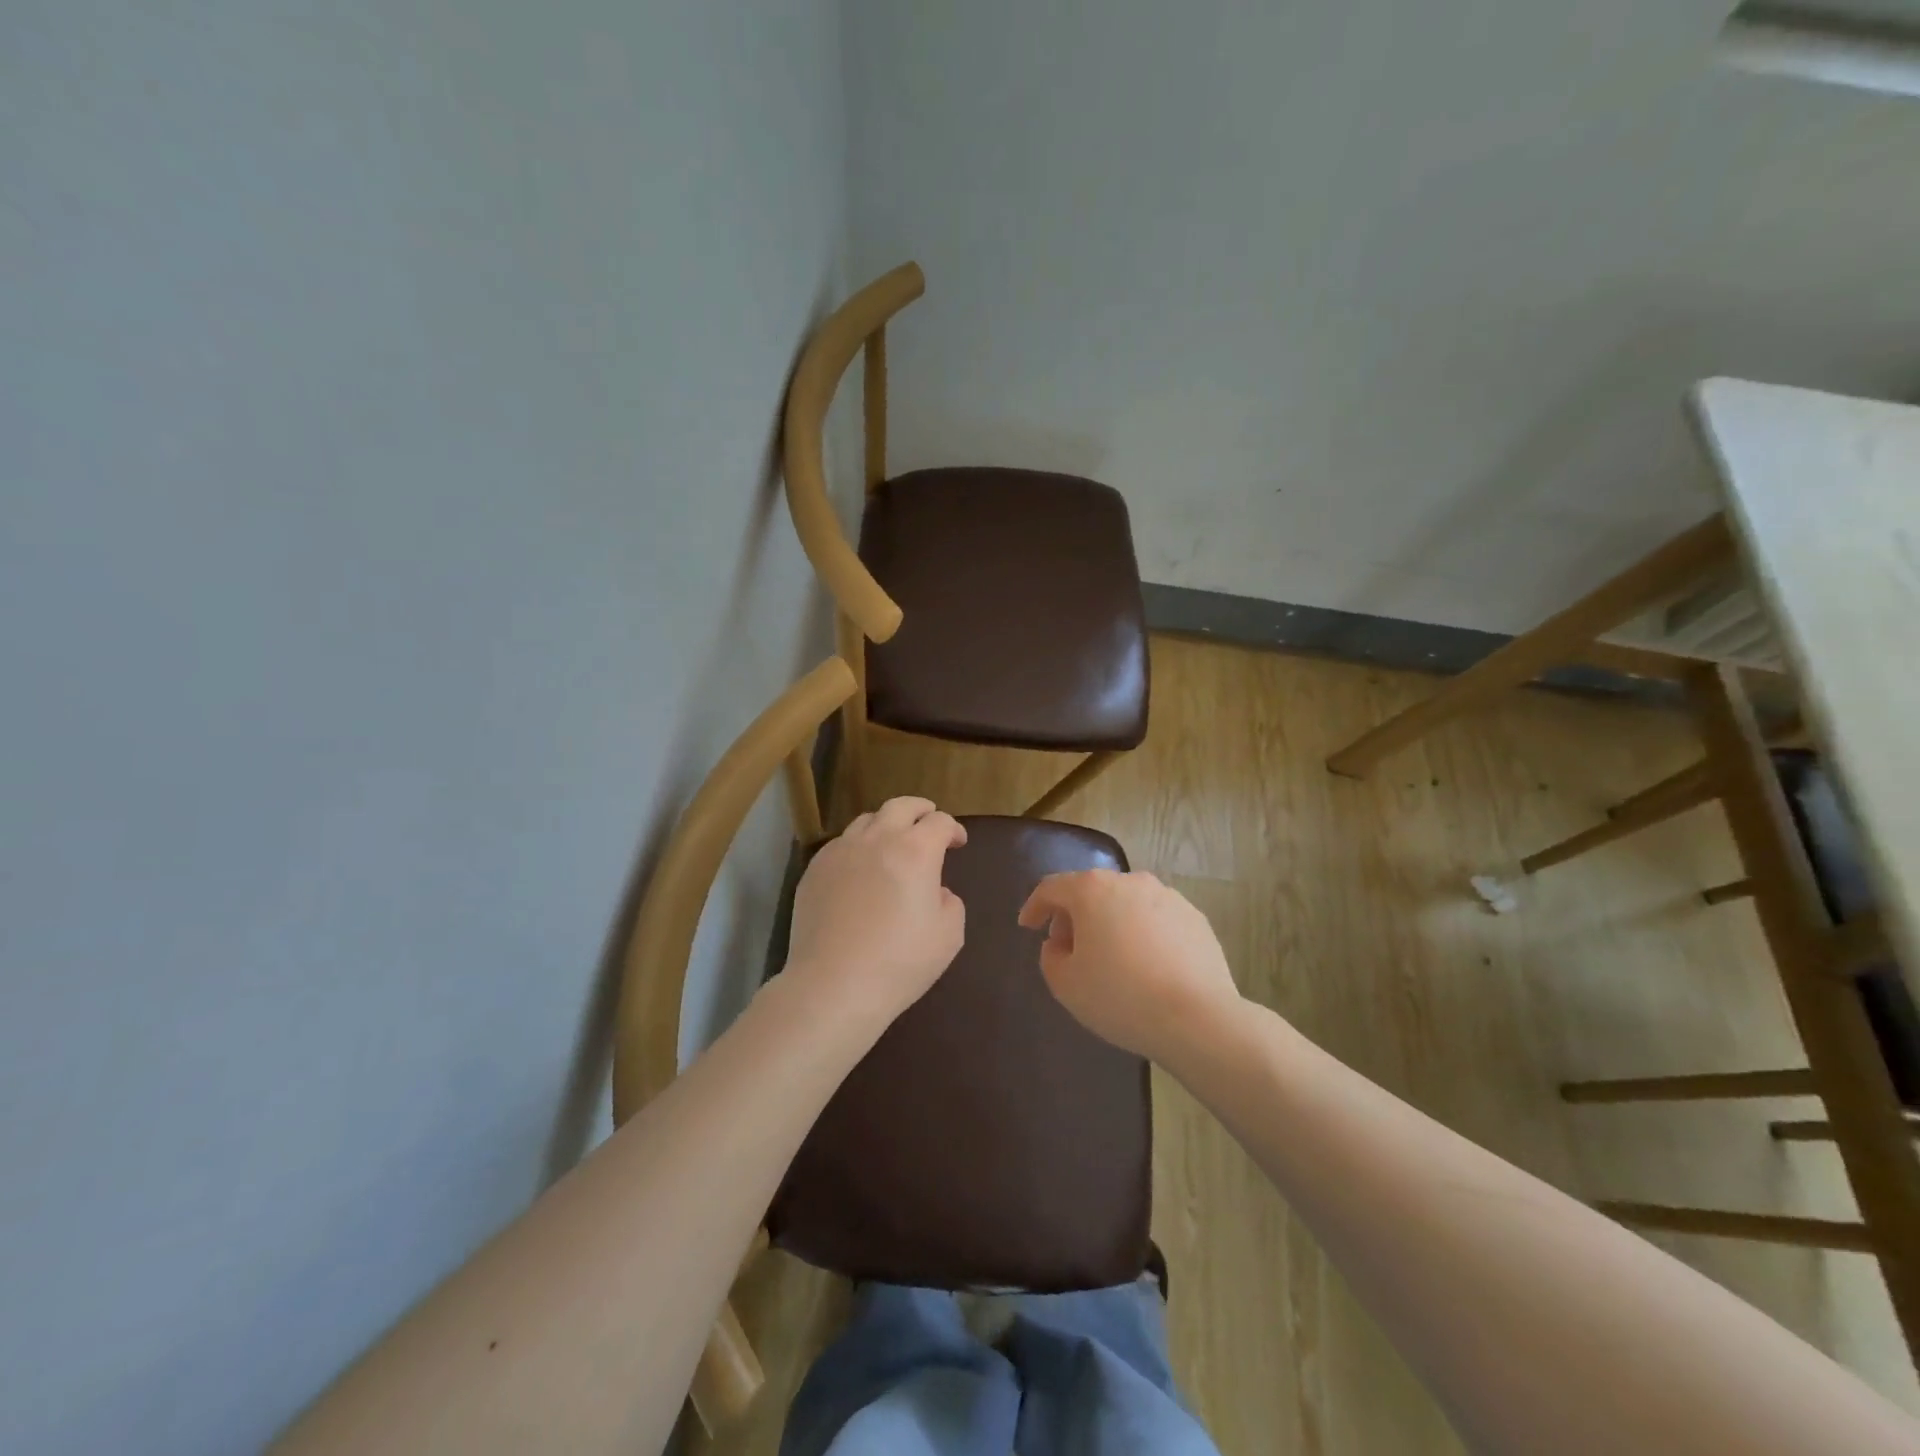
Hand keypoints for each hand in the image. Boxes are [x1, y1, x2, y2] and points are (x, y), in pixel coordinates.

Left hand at [784, 797, 967, 1028]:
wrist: (834, 986)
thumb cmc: (899, 962)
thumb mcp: (948, 936)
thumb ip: (950, 902)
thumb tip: (936, 890)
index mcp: (915, 851)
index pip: (940, 822)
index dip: (953, 829)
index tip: (958, 843)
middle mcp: (877, 839)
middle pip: (901, 806)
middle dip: (920, 810)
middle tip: (928, 822)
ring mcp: (841, 851)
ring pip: (867, 820)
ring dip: (886, 825)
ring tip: (892, 844)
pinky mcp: (815, 869)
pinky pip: (841, 844)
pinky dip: (858, 847)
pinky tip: (860, 870)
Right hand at [1017, 869, 1241, 1063]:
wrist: (1198, 1019)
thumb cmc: (1120, 997)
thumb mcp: (1066, 984)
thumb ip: (1051, 957)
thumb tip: (1060, 944)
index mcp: (1092, 890)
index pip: (1051, 888)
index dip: (1034, 906)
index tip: (1027, 926)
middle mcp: (1130, 882)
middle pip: (1091, 891)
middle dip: (1074, 916)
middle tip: (1068, 949)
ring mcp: (1168, 897)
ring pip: (1126, 904)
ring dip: (1111, 923)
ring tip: (1111, 959)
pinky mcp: (1195, 918)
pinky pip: (1156, 920)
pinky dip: (1143, 934)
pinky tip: (1147, 966)